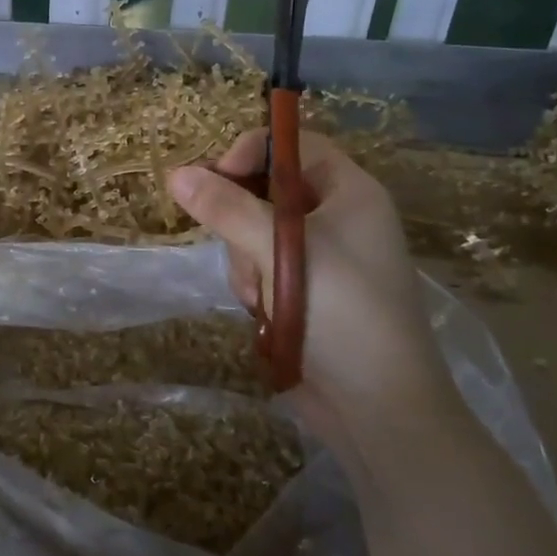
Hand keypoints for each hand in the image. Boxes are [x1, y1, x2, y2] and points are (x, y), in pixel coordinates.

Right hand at [167, 129, 459, 439]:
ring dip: (245, 260)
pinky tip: (265, 313)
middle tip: (241, 251)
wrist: (380, 409)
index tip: (215, 181)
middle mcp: (337, 217)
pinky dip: (254, 286)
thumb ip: (227, 208)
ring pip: (254, 232)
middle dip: (242, 220)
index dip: (252, 154)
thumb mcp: (283, 251)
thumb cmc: (344, 312)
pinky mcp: (304, 291)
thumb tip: (176, 174)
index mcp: (350, 192)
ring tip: (261, 296)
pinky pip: (259, 267)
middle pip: (266, 189)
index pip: (293, 146)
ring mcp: (321, 257)